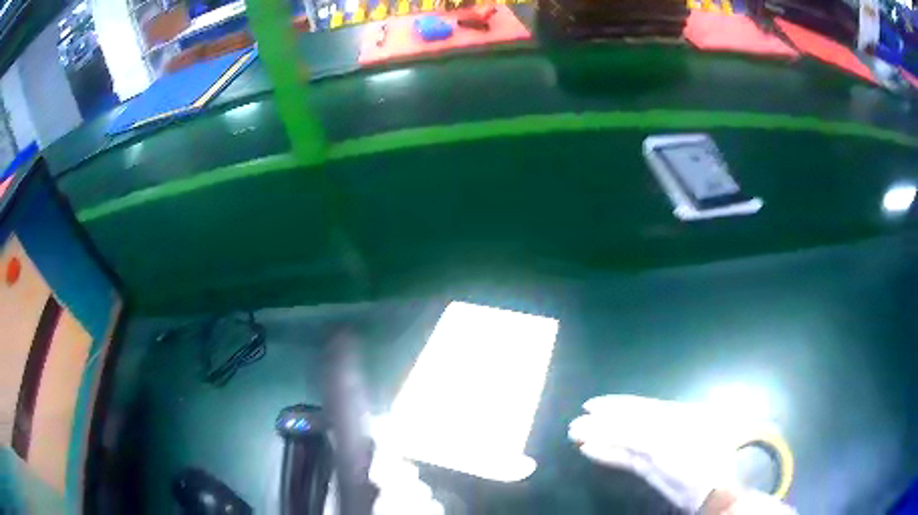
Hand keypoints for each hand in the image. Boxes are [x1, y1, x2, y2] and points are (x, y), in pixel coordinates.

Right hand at [568, 395, 782, 512]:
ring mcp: (657, 450)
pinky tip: (590, 451)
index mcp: (673, 415)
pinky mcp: (650, 469)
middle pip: (627, 423)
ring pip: (623, 441)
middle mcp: (664, 429)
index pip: (638, 407)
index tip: (590, 405)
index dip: (614, 404)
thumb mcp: (663, 441)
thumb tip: (604, 420)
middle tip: (575, 423)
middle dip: (601, 422)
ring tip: (575, 436)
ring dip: (600, 438)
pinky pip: (625, 458)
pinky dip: (608, 455)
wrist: (709, 490)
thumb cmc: (693, 458)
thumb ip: (632, 431)